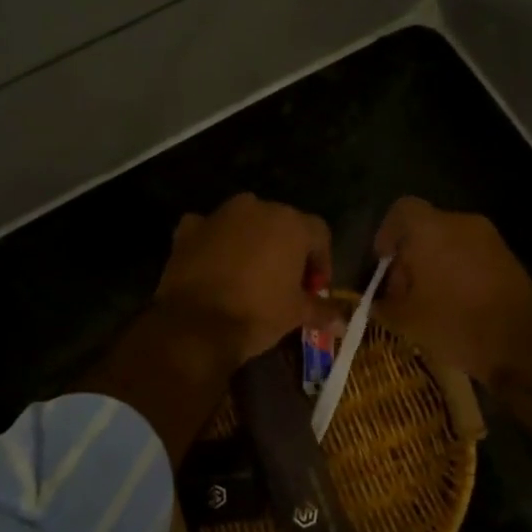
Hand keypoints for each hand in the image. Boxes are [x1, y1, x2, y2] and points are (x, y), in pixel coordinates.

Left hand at [81, 195, 332, 477]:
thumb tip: (343, 322)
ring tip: (249, 276)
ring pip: (245, 224)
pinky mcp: (188, 229)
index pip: (319, 234)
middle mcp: (257, 208)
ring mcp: (219, 215)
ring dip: (251, 243)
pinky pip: (208, 231)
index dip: (322, 262)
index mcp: (291, 223)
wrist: (196, 324)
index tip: (315, 290)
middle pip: (282, 225)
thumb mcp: (296, 314)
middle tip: (285, 284)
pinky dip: (214, 244)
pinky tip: (214, 267)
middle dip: (286, 251)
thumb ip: (322, 311)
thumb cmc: (258, 313)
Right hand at [371, 197, 531, 385]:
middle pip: (425, 228)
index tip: (382, 263)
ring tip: (428, 303)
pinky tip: (455, 305)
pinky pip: (471, 255)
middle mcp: (462, 223)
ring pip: (449, 242)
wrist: (523, 344)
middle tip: (402, 292)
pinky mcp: (508, 258)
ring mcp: (489, 239)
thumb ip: (384, 304)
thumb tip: (377, 301)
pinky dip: (457, 271)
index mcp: (431, 229)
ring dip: (434, 265)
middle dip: (410, 256)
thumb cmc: (456, 323)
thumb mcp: (407, 320)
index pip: (401, 210)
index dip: (387, 234)